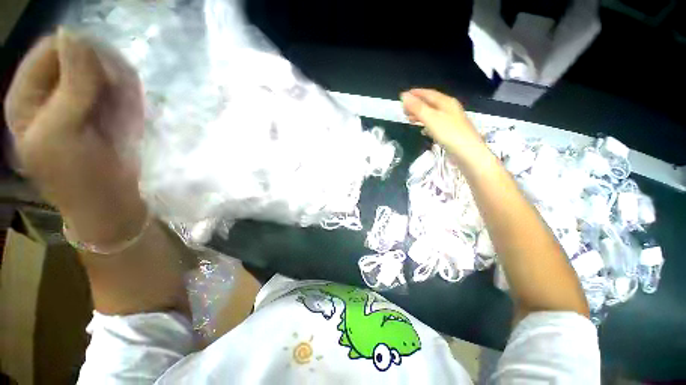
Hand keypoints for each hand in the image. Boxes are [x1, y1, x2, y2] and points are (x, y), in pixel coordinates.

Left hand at [5, 29, 145, 243]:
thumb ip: (69, 86)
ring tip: (125, 111)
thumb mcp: (62, 132)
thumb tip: (75, 34)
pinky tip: (130, 115)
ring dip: (119, 87)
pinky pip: (119, 89)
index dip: (78, 55)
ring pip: (102, 71)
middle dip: (102, 73)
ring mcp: (79, 100)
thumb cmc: (79, 176)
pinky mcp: (104, 111)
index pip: (51, 50)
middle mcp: (51, 92)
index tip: (104, 77)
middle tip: (118, 97)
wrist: (110, 202)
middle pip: (78, 56)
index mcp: (28, 96)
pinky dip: (129, 97)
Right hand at [401, 89, 488, 165]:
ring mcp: (450, 120)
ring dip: (420, 115)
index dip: (415, 93)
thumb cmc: (449, 133)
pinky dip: (426, 124)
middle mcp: (449, 109)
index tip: (403, 95)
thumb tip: (404, 96)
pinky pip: (435, 124)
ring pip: (432, 114)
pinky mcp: (450, 131)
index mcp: (445, 102)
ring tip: (409, 119)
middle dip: (416, 105)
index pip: (428, 93)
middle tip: (404, 109)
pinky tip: (422, 130)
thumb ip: (417, 108)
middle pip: (430, 103)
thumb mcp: (431, 118)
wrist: (467, 152)